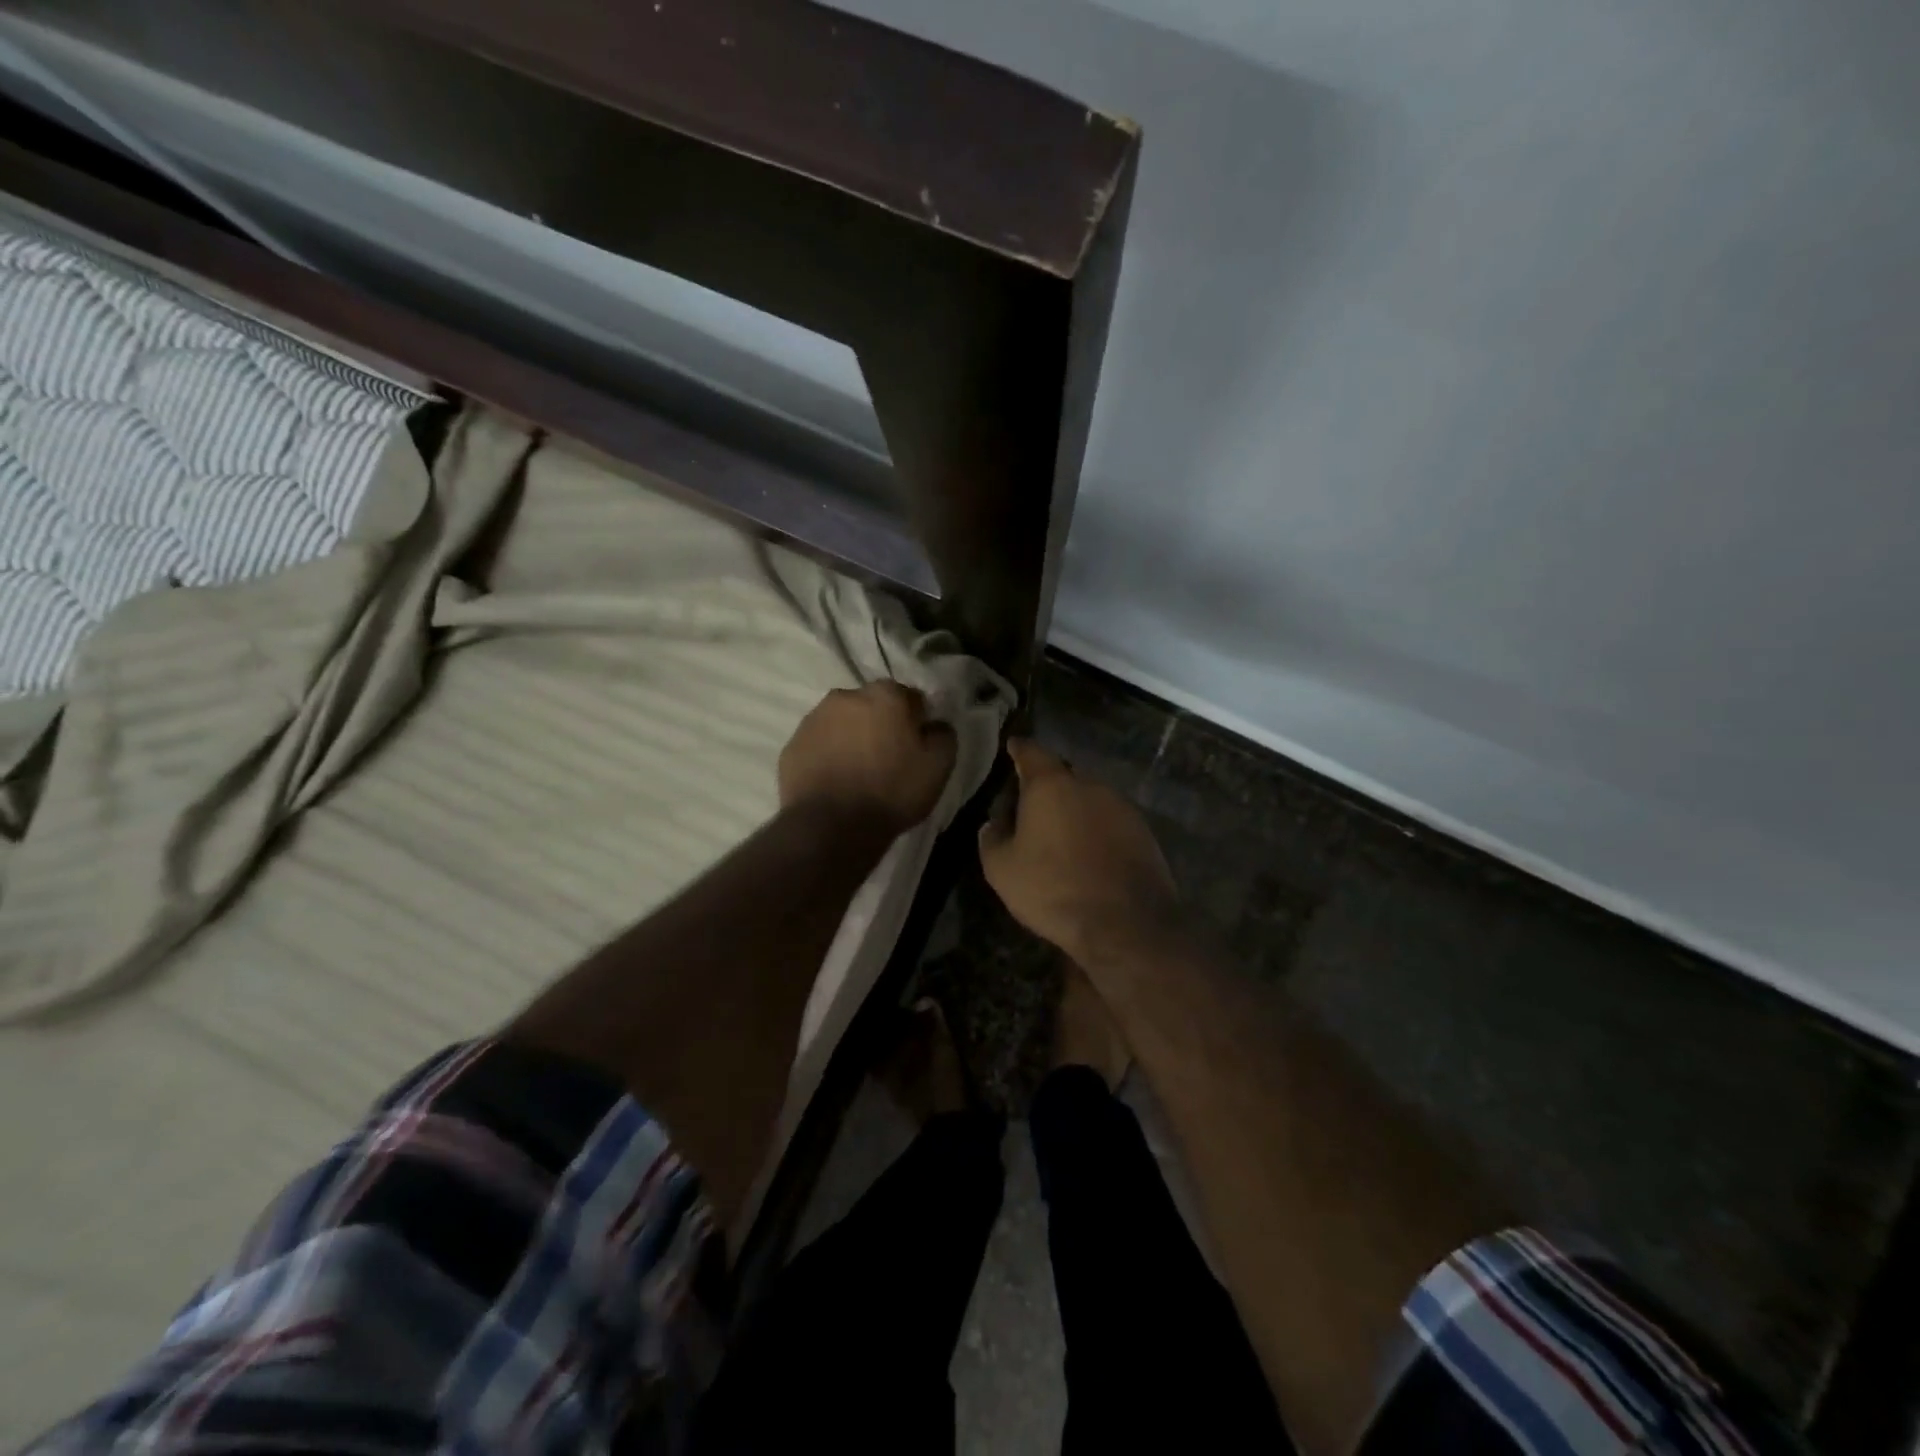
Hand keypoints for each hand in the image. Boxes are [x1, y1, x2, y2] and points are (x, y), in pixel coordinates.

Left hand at [779, 682, 957, 834]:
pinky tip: (835, 781)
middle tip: (887, 758)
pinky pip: (818, 745)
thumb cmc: (892, 791)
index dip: (917, 721)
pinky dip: (827, 755)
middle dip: (880, 724)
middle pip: (871, 705)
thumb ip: (943, 734)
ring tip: (858, 771)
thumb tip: (935, 724)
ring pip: (841, 722)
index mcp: (885, 695)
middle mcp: (846, 696)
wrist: (832, 826)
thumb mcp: (938, 766)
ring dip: (851, 737)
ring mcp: (813, 719)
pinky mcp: (791, 746)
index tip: (917, 745)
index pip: (910, 697)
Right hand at [978, 738, 1177, 964]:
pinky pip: (1110, 821)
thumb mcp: (1002, 869)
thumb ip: (992, 838)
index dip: (1019, 749)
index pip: (1031, 752)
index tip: (1012, 747)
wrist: (1125, 923)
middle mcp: (1089, 785)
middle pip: (1063, 774)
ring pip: (1089, 798)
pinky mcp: (1143, 831)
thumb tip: (993, 823)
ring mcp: (1121, 806)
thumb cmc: (1053, 889)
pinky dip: (1096, 830)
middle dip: (1047, 786)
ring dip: (1074, 810)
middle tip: (1031, 807)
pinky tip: (1089, 855)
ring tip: (1061, 836)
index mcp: (1051, 785)